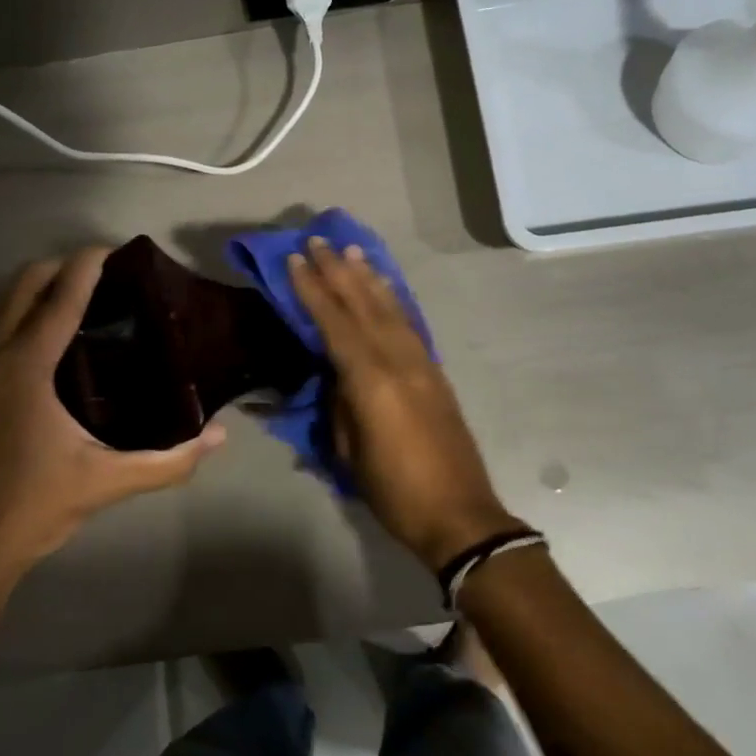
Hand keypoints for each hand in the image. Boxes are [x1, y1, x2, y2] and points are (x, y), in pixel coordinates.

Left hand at [0, 247, 225, 594]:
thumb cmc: (38, 506)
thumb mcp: (109, 481)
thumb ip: (169, 460)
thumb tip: (218, 436)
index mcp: (26, 369)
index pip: (59, 299)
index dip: (87, 266)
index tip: (115, 249)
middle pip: (23, 285)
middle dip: (60, 267)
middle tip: (104, 274)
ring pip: (2, 303)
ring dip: (37, 286)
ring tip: (80, 293)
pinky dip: (22, 310)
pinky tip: (52, 333)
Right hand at [288, 237, 516, 569]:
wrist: (459, 514)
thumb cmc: (394, 490)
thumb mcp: (350, 452)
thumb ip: (340, 403)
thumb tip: (336, 374)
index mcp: (371, 380)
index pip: (334, 322)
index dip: (312, 289)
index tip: (296, 259)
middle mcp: (398, 360)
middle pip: (363, 305)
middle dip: (338, 270)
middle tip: (319, 241)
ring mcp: (421, 363)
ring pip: (390, 308)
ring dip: (368, 277)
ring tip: (352, 251)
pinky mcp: (436, 372)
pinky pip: (409, 324)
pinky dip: (393, 300)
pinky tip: (385, 288)